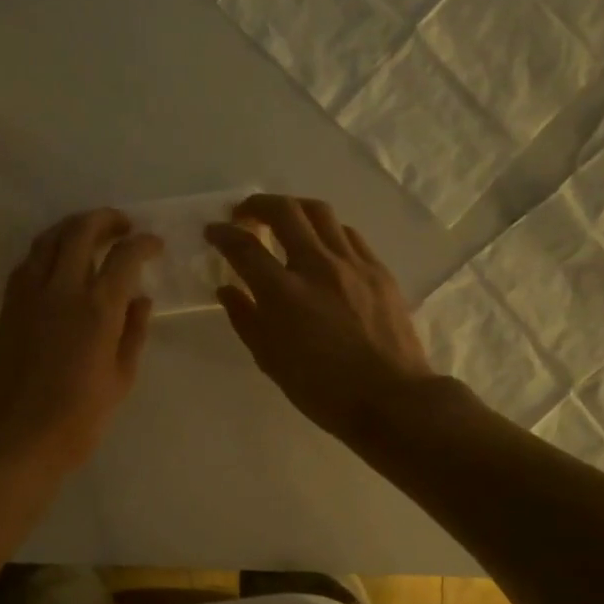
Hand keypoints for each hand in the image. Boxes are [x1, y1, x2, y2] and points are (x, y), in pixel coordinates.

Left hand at [0, 209, 161, 476]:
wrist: (18, 436)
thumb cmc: (79, 417)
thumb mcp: (121, 378)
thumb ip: (133, 332)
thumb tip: (140, 298)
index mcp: (98, 308)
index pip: (125, 256)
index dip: (144, 243)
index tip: (154, 244)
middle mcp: (62, 289)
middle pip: (81, 230)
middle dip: (106, 219)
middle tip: (123, 225)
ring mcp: (29, 293)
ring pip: (49, 238)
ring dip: (73, 227)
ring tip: (91, 233)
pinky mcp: (9, 304)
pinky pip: (28, 260)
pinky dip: (47, 249)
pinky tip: (59, 260)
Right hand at [206, 195, 438, 440]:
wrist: (391, 399)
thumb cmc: (322, 389)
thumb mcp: (270, 360)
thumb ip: (245, 318)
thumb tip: (227, 289)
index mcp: (284, 293)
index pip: (244, 247)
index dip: (223, 234)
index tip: (213, 231)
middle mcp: (317, 266)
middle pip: (284, 211)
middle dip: (257, 204)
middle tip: (244, 213)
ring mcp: (352, 264)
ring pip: (320, 213)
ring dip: (294, 208)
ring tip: (283, 218)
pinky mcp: (378, 270)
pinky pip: (347, 234)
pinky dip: (325, 230)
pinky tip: (320, 244)